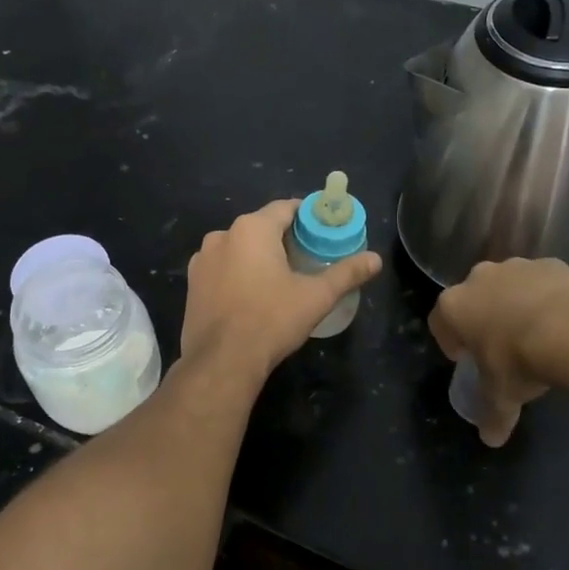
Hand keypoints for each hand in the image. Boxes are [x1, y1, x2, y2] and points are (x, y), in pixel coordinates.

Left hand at [180, 200, 381, 382]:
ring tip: (281, 278)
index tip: (324, 230)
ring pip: (240, 248)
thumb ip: (347, 273)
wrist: (221, 361)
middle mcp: (222, 235)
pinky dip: (239, 273)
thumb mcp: (316, 296)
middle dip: (284, 238)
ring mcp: (202, 260)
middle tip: (309, 257)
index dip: (308, 216)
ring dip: (259, 256)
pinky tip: (252, 295)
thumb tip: (376, 259)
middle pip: (261, 227)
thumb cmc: (271, 321)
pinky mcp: (192, 283)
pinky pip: (223, 268)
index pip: (286, 208)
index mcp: (252, 229)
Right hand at [429, 258, 568, 446]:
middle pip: (473, 298)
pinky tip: (563, 321)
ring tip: (536, 333)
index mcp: (454, 306)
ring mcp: (516, 267)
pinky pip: (542, 282)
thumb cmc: (519, 362)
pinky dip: (547, 297)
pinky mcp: (551, 263)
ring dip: (515, 304)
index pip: (439, 321)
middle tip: (500, 346)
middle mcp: (478, 278)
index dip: (450, 342)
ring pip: (508, 285)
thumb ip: (492, 416)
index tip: (465, 358)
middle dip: (483, 318)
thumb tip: (491, 439)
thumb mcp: (501, 396)